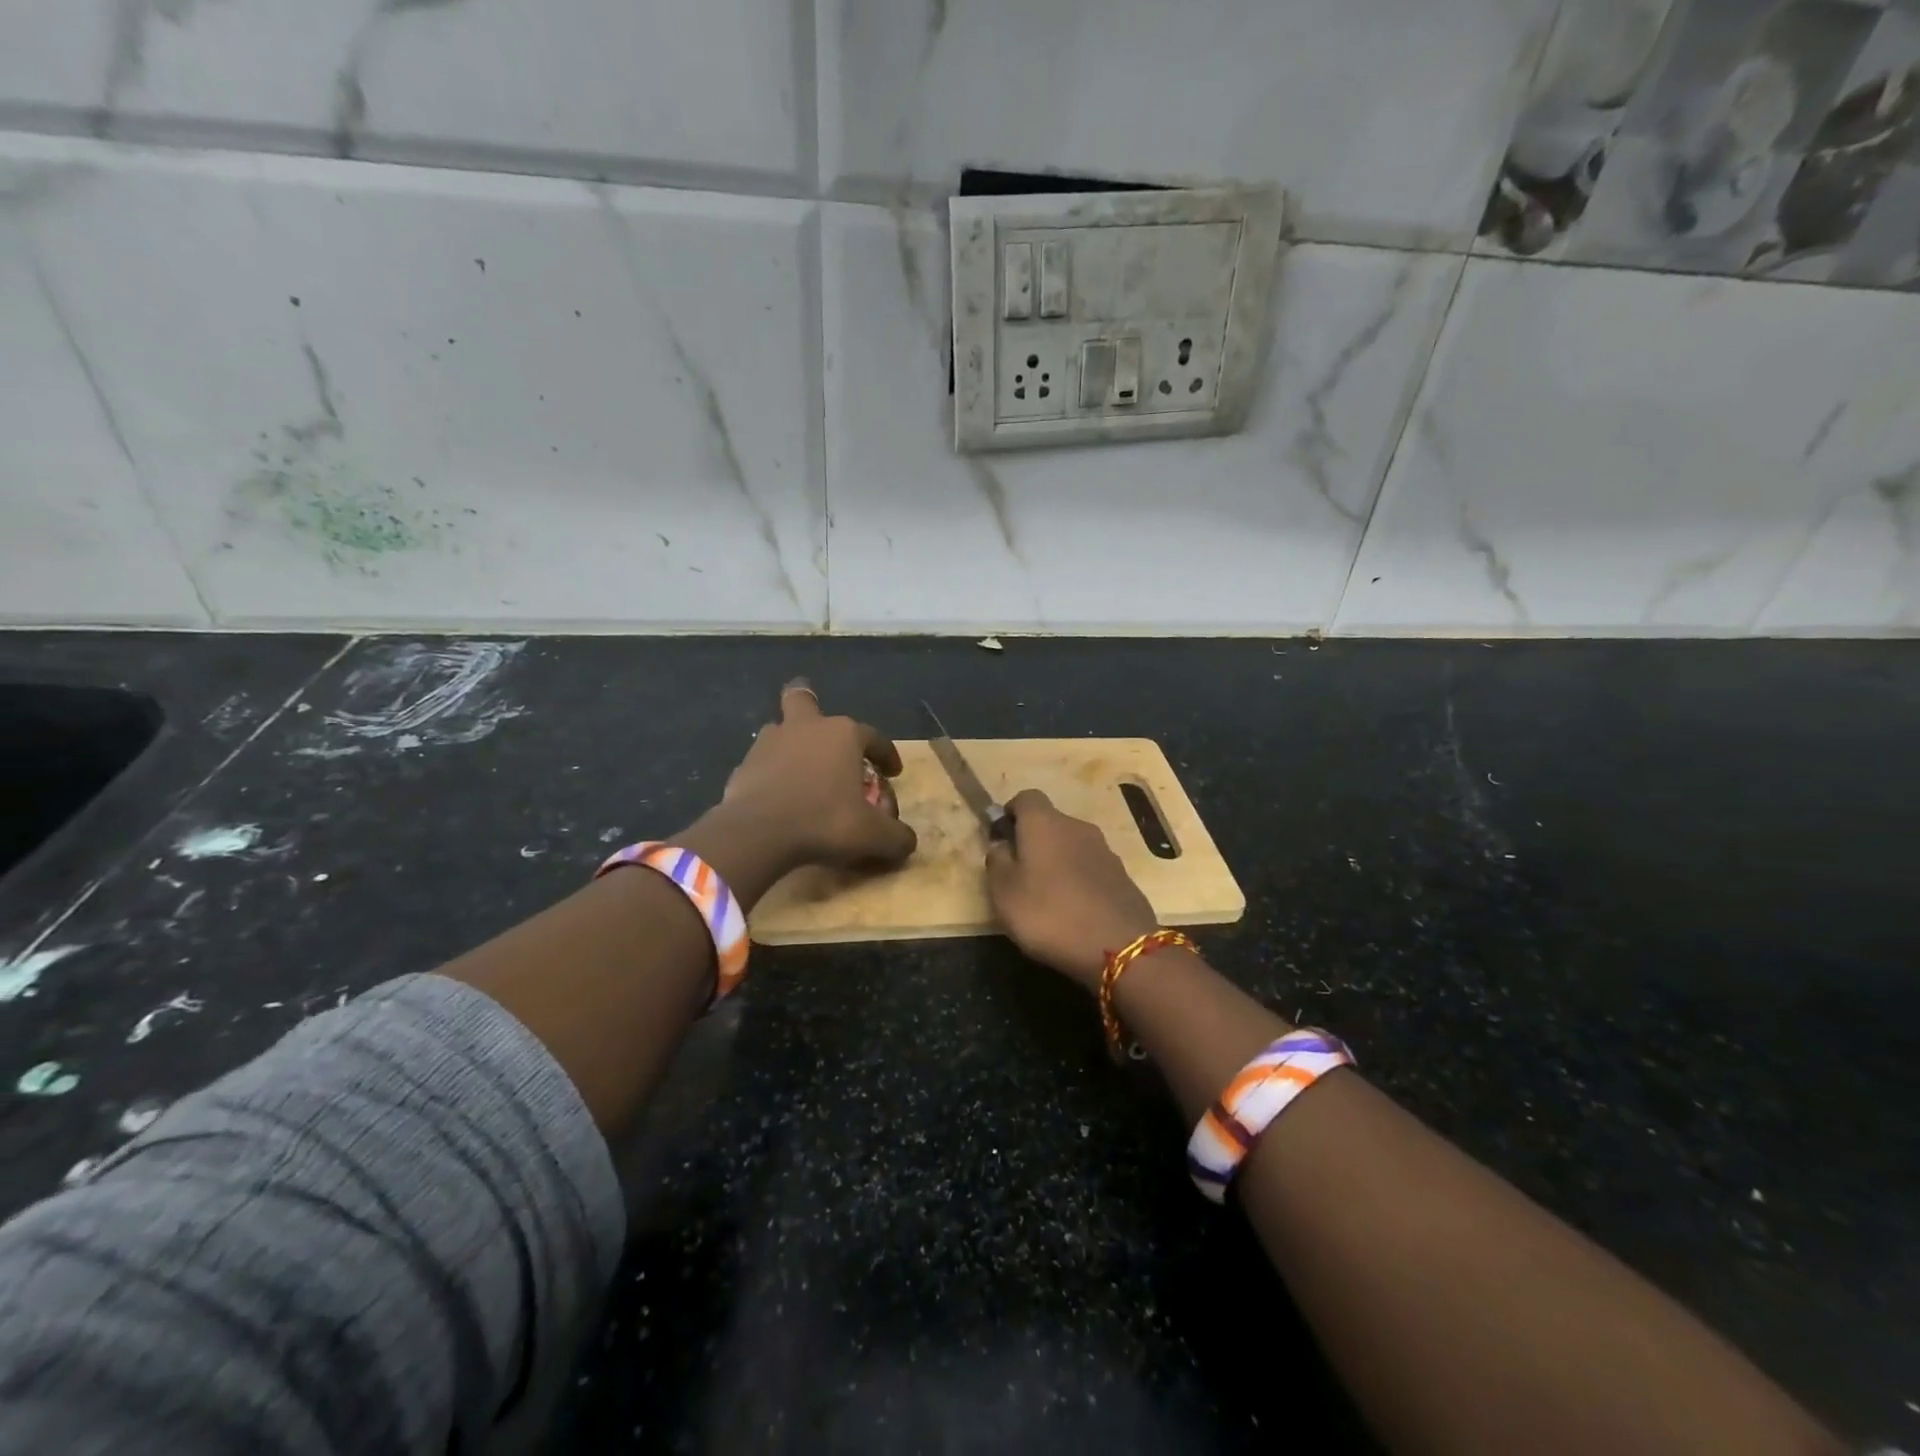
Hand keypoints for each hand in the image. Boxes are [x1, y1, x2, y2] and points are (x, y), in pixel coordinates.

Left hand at [717, 679, 916, 873]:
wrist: (759, 833)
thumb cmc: (825, 822)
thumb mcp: (873, 836)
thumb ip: (896, 837)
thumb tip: (908, 841)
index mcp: (843, 735)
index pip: (875, 738)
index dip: (887, 755)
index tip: (892, 773)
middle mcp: (806, 728)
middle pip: (804, 700)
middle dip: (811, 705)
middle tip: (819, 723)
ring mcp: (769, 743)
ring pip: (780, 730)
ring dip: (790, 742)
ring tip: (799, 766)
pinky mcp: (744, 766)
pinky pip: (762, 764)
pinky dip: (771, 774)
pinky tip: (777, 795)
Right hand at [985, 789, 1158, 990]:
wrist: (1118, 947)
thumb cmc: (1049, 914)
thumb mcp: (1004, 893)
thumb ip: (997, 862)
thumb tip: (1001, 844)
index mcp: (1045, 823)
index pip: (1026, 798)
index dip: (1011, 813)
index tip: (1002, 838)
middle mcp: (1077, 827)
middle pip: (1051, 822)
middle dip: (1034, 841)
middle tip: (1020, 875)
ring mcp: (1105, 851)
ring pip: (1073, 846)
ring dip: (1058, 862)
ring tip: (1048, 897)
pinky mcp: (1122, 876)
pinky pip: (1092, 869)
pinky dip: (1080, 880)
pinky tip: (1075, 911)